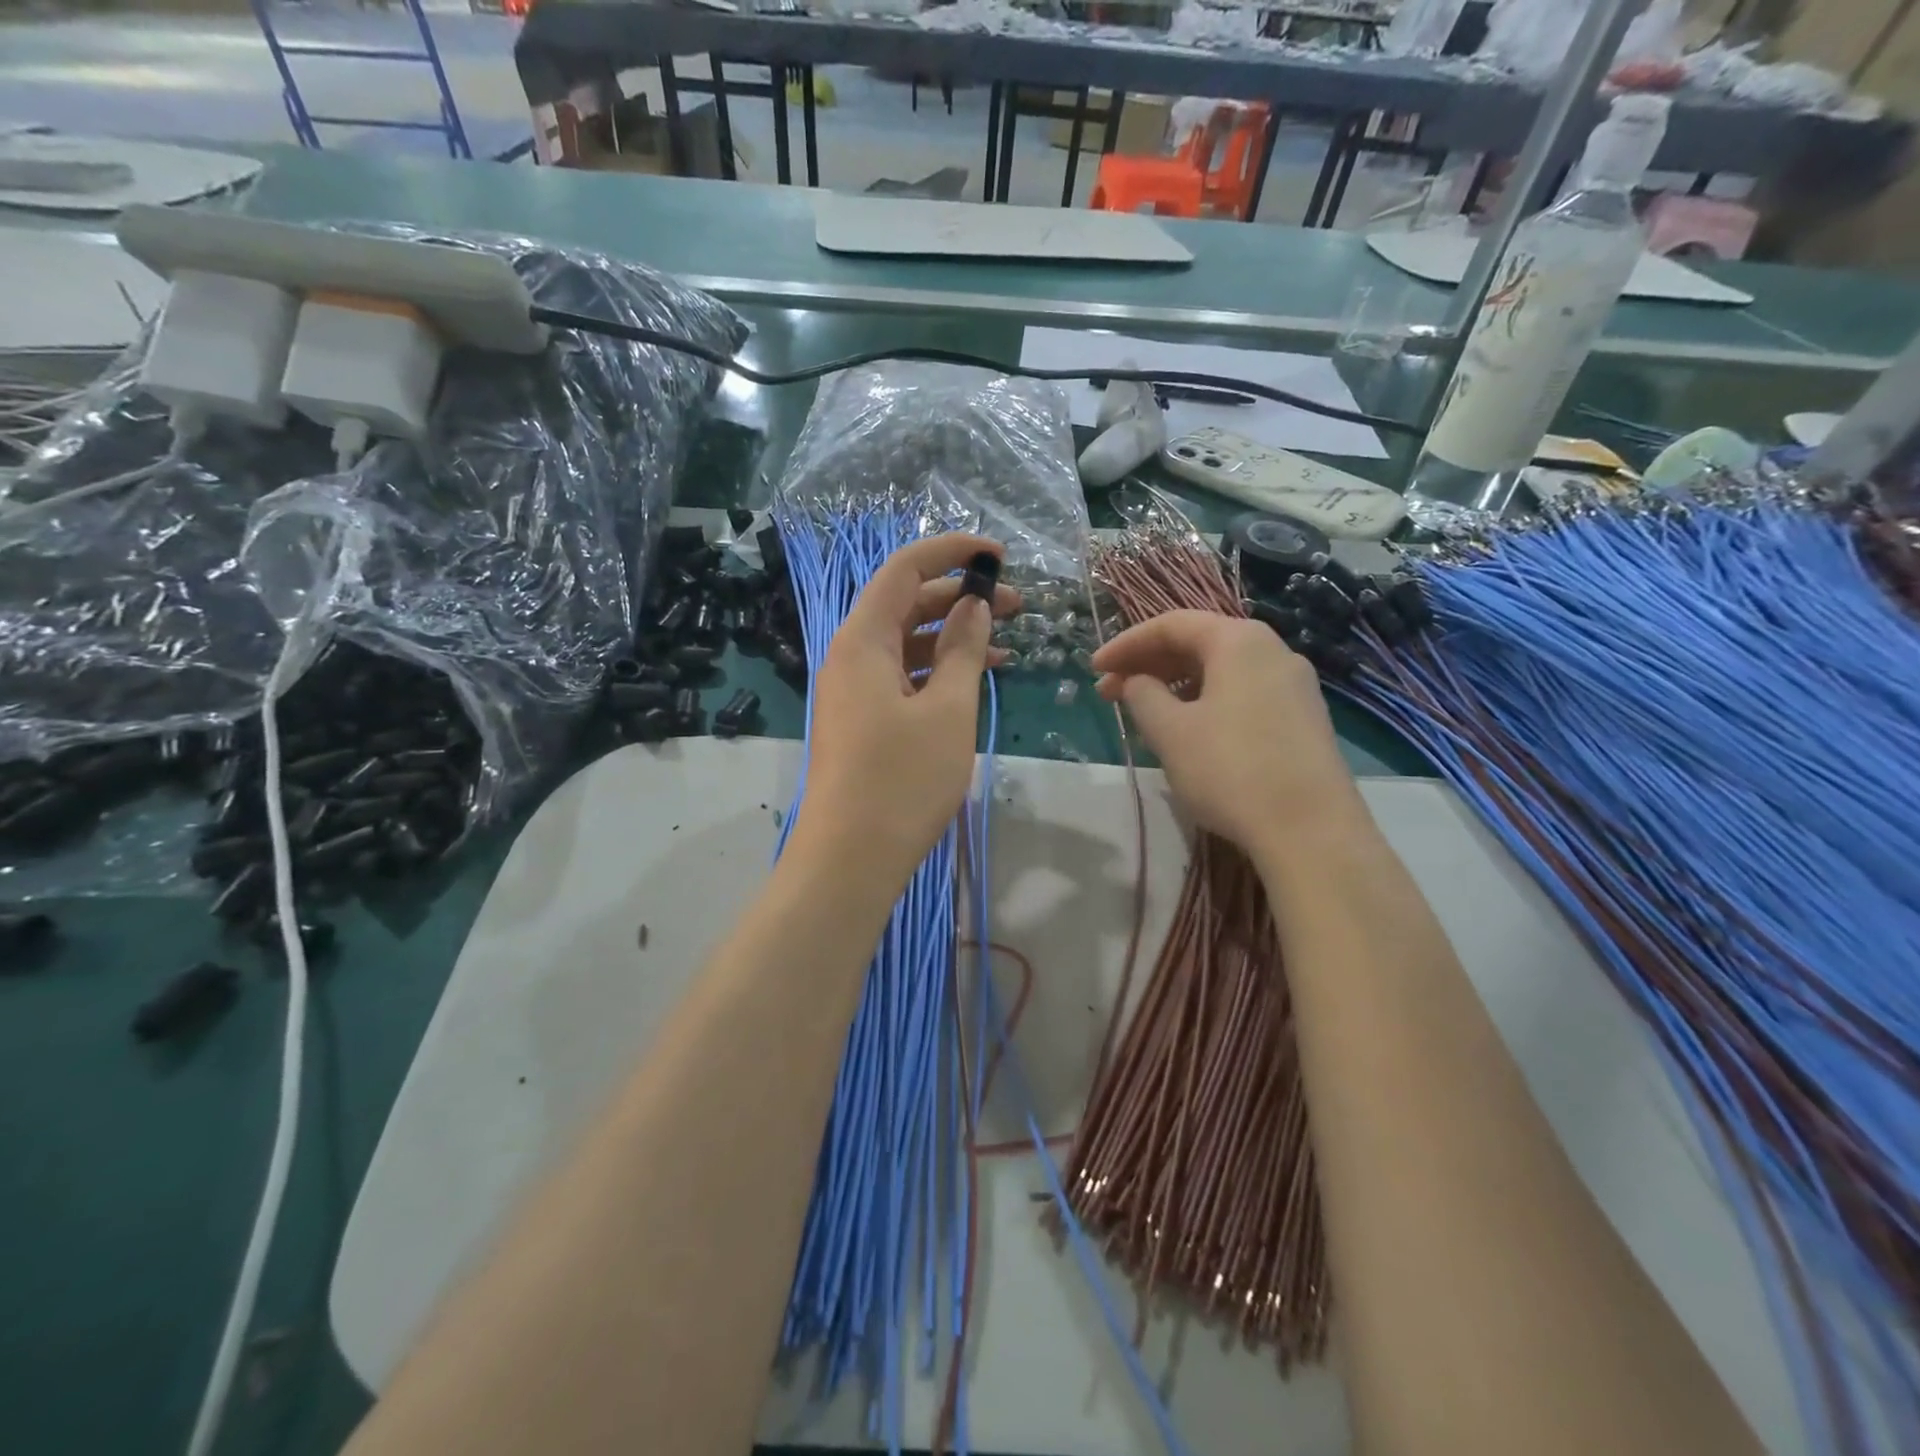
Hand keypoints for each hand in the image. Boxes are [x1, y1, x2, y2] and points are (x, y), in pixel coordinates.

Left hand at [796, 534, 1018, 885]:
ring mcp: (854, 690)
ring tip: (1005, 644)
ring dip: (952, 636)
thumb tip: (974, 606)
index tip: (998, 555)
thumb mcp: (947, 710)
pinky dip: (937, 671)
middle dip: (960, 597)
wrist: (850, 858)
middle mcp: (851, 656)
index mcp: (862, 640)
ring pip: (906, 643)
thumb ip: (963, 650)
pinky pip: (902, 677)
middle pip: (905, 604)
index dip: (951, 551)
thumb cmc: (903, 780)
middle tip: (1016, 606)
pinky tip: (975, 679)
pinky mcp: (862, 720)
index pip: (904, 569)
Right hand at [1092, 610, 1361, 861]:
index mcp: (1239, 641)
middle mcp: (1272, 651)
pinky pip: (1242, 694)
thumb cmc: (1230, 770)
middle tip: (1109, 693)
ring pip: (1221, 671)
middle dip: (1149, 664)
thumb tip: (1136, 681)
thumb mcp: (1170, 731)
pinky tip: (1187, 731)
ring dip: (1175, 685)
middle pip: (1199, 643)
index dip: (1126, 644)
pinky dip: (1205, 701)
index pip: (1171, 625)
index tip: (1094, 668)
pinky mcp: (1302, 718)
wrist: (1311, 831)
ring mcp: (1294, 685)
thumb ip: (1142, 694)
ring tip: (1143, 713)